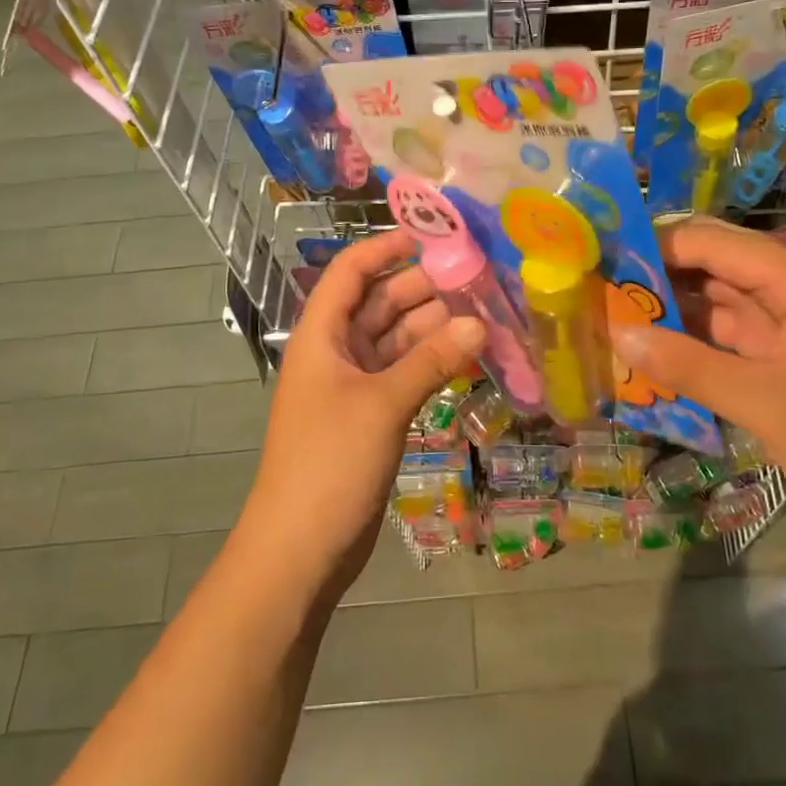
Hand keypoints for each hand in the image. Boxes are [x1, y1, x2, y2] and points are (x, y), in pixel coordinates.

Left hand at [246, 231, 484, 597]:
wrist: (300, 549)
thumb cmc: (329, 463)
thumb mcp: (381, 404)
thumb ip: (431, 361)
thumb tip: (480, 324)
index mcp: (321, 336)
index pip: (350, 273)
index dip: (385, 248)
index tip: (432, 236)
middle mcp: (336, 353)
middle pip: (380, 304)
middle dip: (424, 288)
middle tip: (478, 277)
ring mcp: (354, 386)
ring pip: (397, 341)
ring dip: (434, 328)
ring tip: (485, 314)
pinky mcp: (371, 417)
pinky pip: (405, 374)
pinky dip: (432, 364)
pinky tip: (468, 356)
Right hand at [610, 218, 785, 526]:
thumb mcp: (761, 402)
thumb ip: (687, 365)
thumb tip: (619, 334)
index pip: (713, 242)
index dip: (657, 246)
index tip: (604, 259)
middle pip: (714, 264)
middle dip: (658, 274)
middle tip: (599, 287)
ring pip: (718, 299)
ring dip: (672, 308)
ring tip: (613, 313)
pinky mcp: (785, 354)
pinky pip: (729, 333)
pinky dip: (692, 339)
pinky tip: (651, 348)